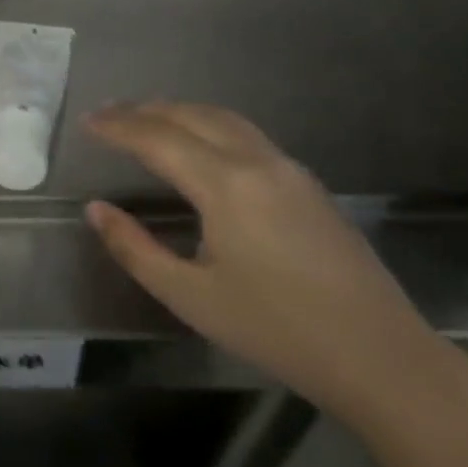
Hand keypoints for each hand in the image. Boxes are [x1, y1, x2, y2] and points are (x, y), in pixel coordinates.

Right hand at [84, 102, 448, 424]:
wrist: (379, 356)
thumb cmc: (276, 329)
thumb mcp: (190, 297)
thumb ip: (135, 248)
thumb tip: (96, 210)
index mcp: (226, 185)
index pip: (159, 138)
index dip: (118, 128)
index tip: (87, 123)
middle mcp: (258, 162)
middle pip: (193, 116)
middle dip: (145, 110)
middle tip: (108, 113)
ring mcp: (290, 169)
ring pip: (225, 120)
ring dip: (180, 112)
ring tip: (146, 117)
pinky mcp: (308, 185)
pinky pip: (247, 135)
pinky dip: (209, 125)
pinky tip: (199, 143)